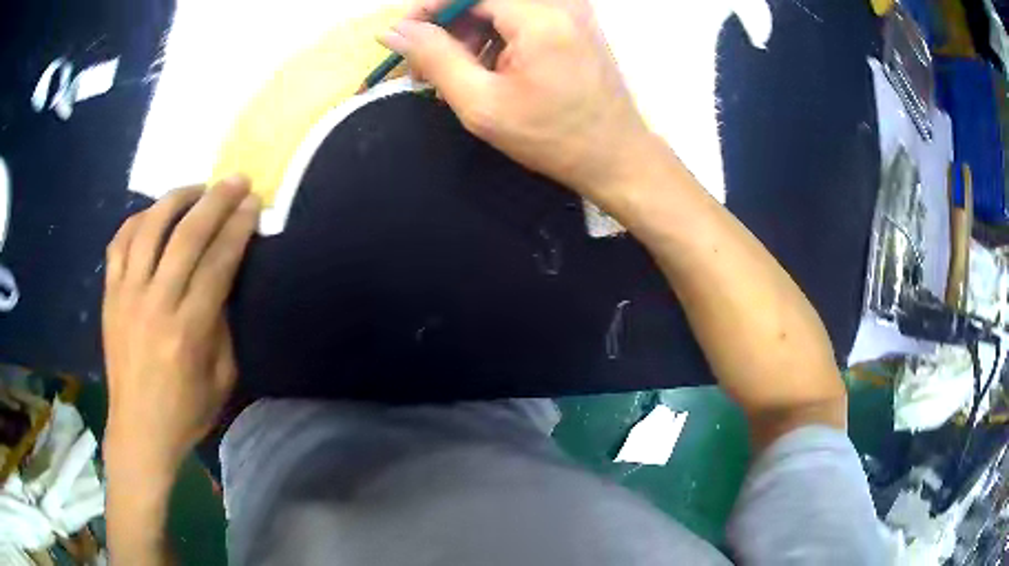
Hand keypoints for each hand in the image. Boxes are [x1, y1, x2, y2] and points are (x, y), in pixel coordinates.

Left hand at [102, 176, 259, 477]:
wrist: (138, 430)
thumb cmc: (185, 412)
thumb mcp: (221, 378)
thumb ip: (223, 326)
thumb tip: (223, 280)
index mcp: (187, 332)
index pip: (217, 263)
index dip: (238, 228)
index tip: (253, 203)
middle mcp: (155, 304)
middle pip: (186, 236)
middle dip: (215, 201)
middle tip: (235, 180)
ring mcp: (126, 296)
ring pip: (149, 228)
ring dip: (176, 199)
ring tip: (195, 189)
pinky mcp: (109, 296)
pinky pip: (119, 242)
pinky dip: (138, 220)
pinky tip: (153, 215)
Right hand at [380, 0, 652, 199]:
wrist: (616, 156)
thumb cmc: (552, 137)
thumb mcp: (481, 103)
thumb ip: (434, 59)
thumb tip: (394, 32)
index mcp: (540, 16)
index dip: (429, 9)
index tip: (405, 37)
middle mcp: (560, 2)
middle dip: (448, 26)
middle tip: (428, 67)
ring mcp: (571, 9)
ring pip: (499, 7)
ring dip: (469, 34)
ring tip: (457, 77)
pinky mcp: (573, 22)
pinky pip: (520, 15)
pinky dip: (495, 37)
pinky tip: (488, 71)